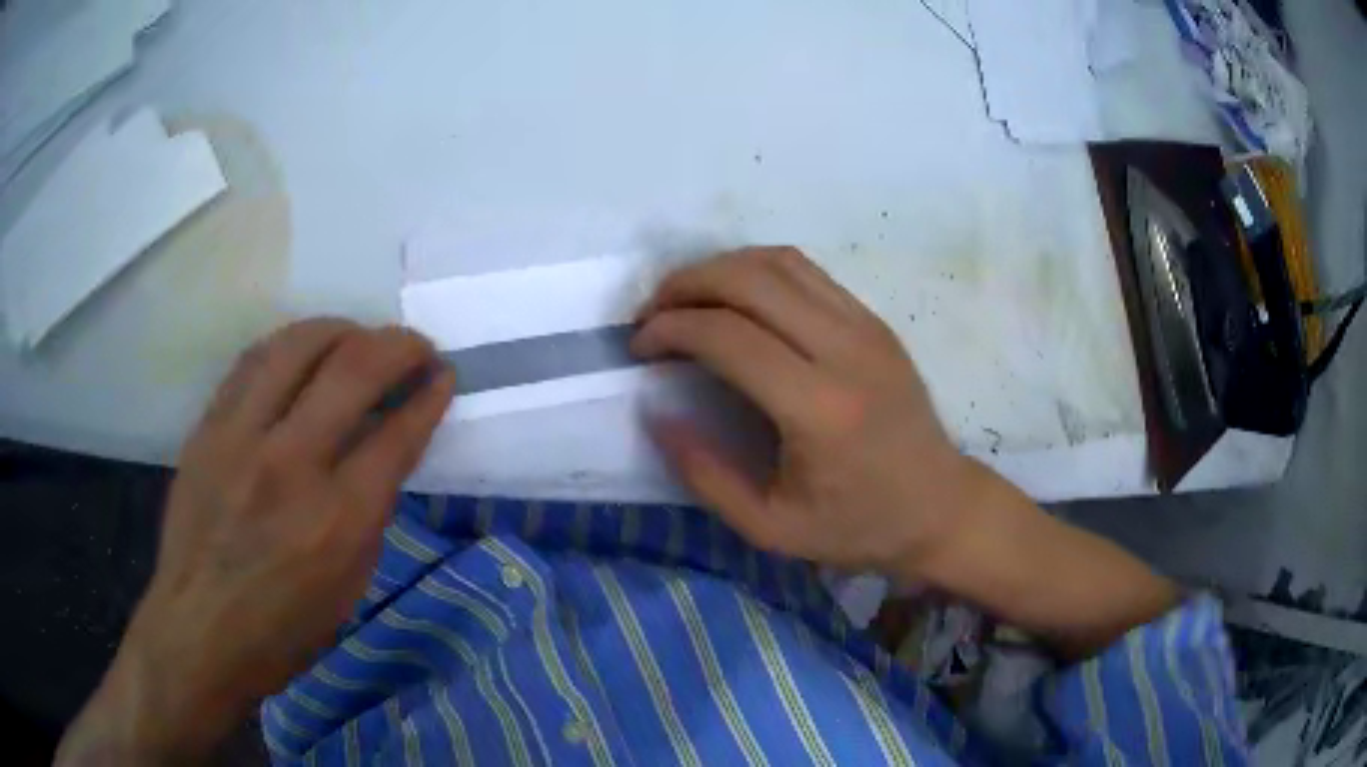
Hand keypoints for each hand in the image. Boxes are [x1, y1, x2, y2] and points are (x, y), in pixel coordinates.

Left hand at [57, 319, 455, 763]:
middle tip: (414, 347)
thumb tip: (383, 447)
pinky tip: (302, 351)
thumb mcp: (349, 584)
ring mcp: (241, 437)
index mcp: (338, 520)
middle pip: (353, 369)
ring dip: (341, 330)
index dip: (429, 395)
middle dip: (398, 345)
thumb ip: (369, 509)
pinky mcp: (208, 427)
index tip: (444, 375)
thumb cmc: (285, 627)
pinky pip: (252, 360)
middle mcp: (290, 464)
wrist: (201, 629)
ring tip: (358, 337)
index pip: (396, 433)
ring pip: (297, 345)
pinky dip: (288, 345)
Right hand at [633, 247, 979, 573]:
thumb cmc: (857, 527)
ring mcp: (865, 326)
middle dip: (685, 284)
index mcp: (818, 408)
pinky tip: (735, 296)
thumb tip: (655, 413)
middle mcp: (844, 350)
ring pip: (778, 261)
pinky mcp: (874, 320)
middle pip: (749, 280)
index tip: (640, 346)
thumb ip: (705, 473)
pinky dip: (757, 270)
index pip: (728, 336)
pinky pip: (807, 271)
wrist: (939, 506)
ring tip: (685, 297)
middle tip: (651, 313)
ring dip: (719, 268)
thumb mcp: (770, 527)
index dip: (671, 329)